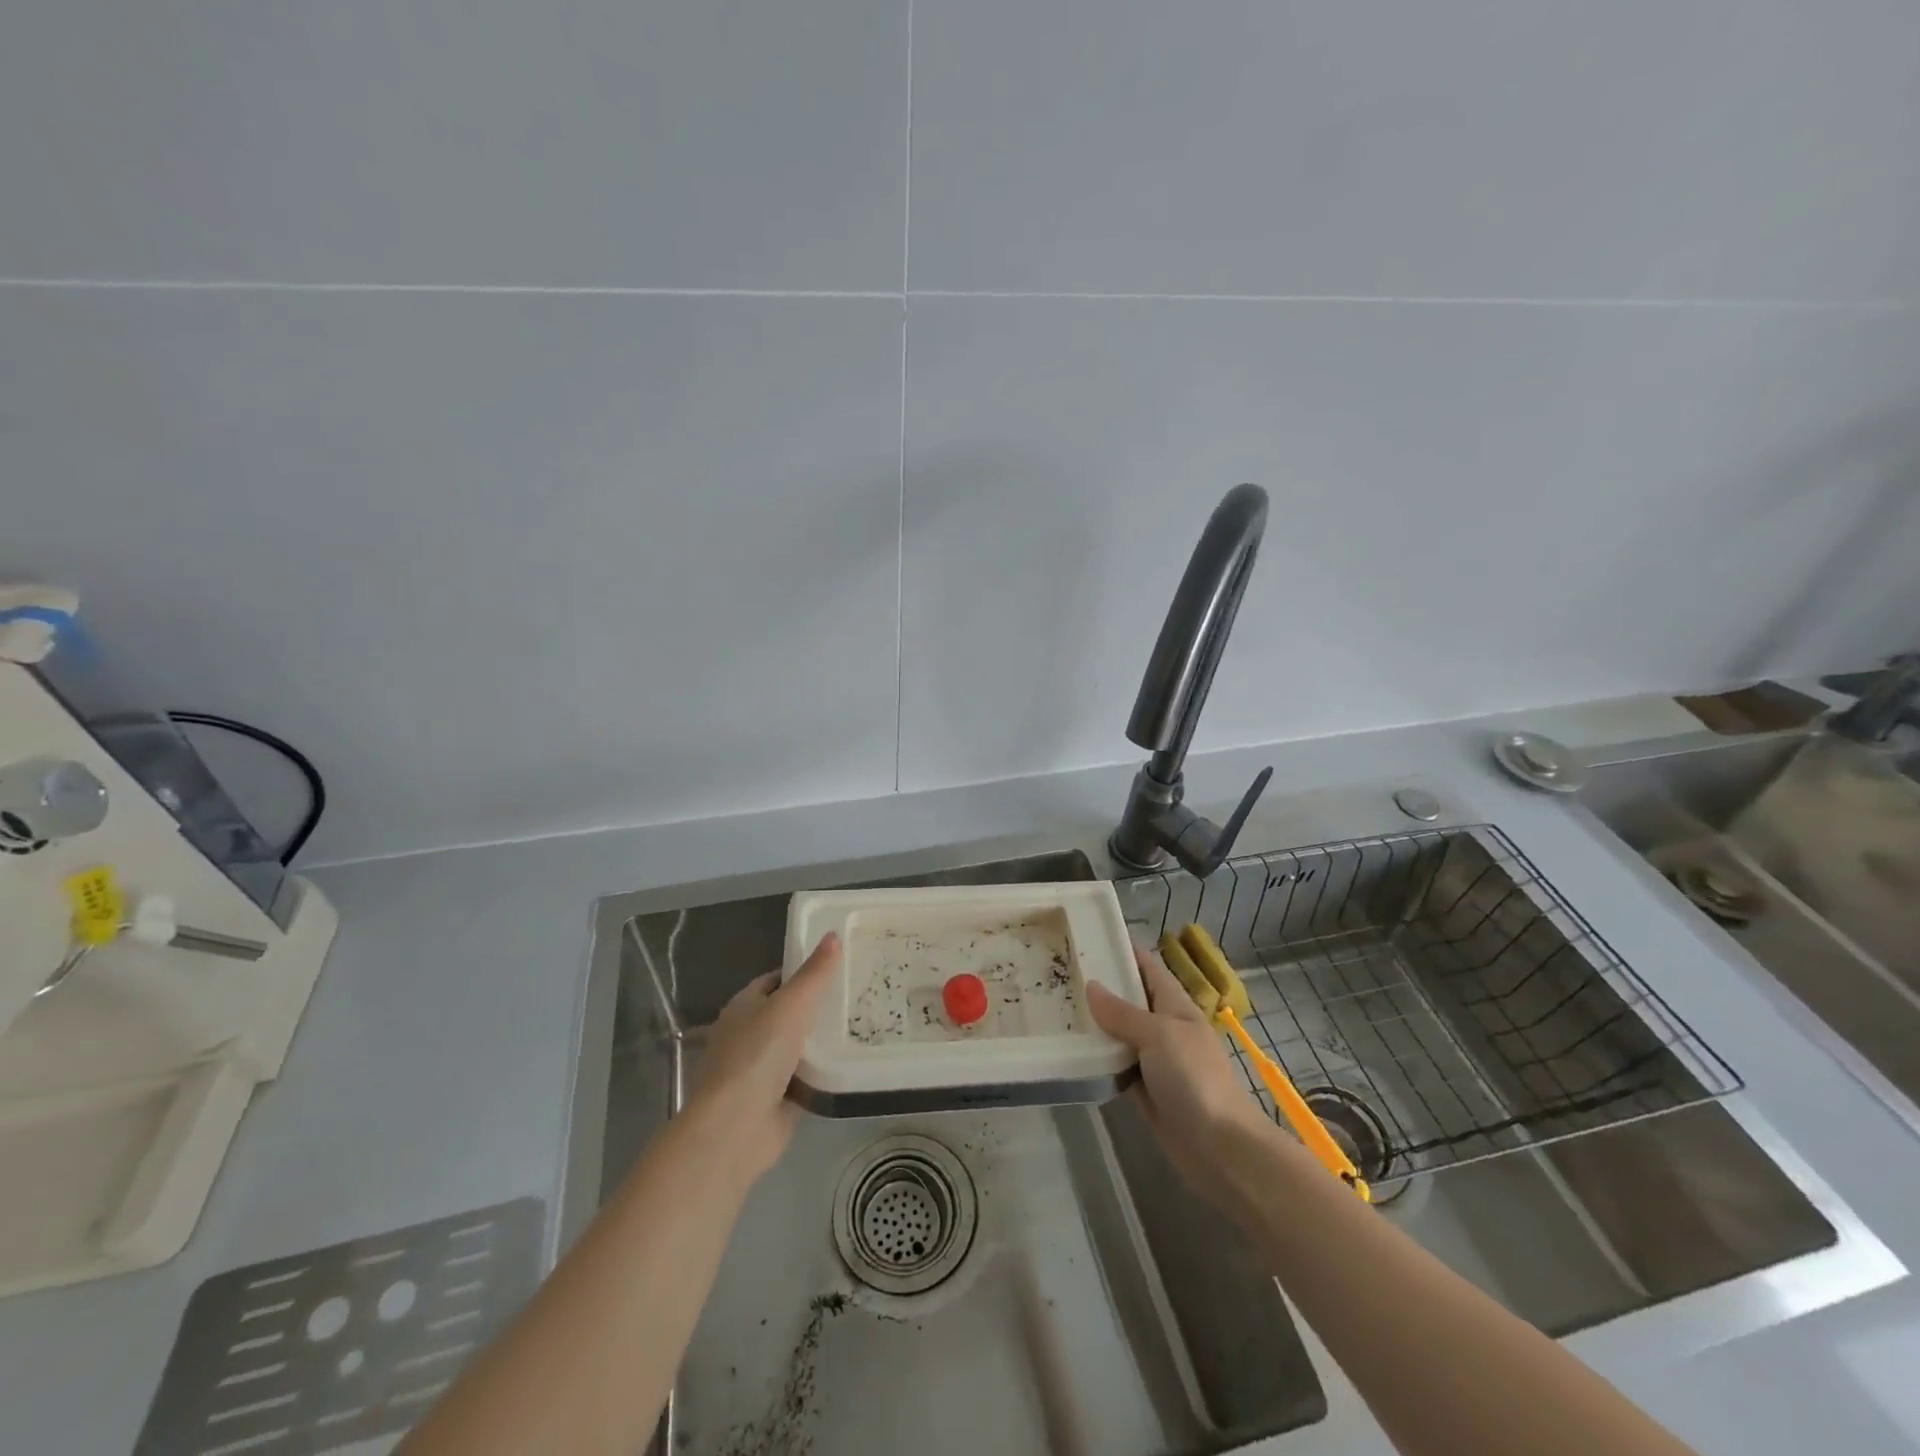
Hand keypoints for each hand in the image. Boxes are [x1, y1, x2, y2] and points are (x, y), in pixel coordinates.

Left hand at [682, 932, 839, 1188]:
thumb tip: (833, 935)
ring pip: (799, 1047)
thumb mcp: (791, 1005)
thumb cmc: (757, 1056)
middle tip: (858, 994)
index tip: (838, 965)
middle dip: (818, 1007)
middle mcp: (749, 1035)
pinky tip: (853, 1062)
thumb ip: (815, 973)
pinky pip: (807, 1079)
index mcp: (744, 1007)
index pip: (776, 980)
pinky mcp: (776, 1101)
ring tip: (864, 1023)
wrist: (735, 1129)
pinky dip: (825, 1073)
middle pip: (789, 1013)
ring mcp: (761, 1070)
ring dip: (823, 1042)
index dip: (803, 971)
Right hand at [1087, 944, 1285, 1211]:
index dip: (1124, 950)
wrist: (1220, 1147)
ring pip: (1120, 1033)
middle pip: (1130, 999)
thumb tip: (1091, 986)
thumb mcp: (1158, 1035)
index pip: (1147, 967)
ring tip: (1057, 1005)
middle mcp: (1164, 1028)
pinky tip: (1071, 1050)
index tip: (1091, 935)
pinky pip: (1117, 1065)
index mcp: (1175, 1005)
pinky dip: (1099, 1058)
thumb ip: (1123, 1013)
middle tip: (1061, 971)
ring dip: (1096, 1023)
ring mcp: (1155, 1060)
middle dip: (1101, 986)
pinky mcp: (1145, 1090)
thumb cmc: (1195, 1079)